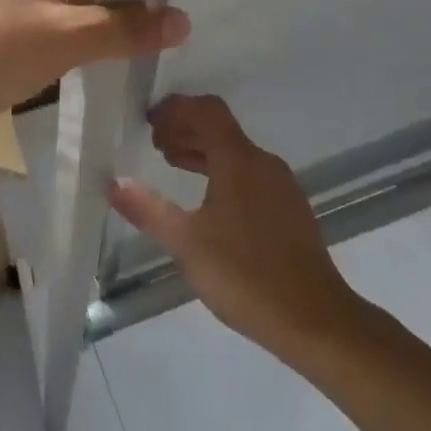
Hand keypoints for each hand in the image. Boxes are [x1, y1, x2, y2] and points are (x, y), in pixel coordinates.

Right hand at [109, 95, 364, 361]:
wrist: (317, 321)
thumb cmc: (246, 275)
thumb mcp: (187, 244)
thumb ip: (148, 210)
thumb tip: (113, 184)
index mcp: (238, 160)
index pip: (206, 110)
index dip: (176, 108)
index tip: (148, 121)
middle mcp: (263, 163)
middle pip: (220, 127)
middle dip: (185, 128)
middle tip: (154, 143)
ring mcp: (281, 186)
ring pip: (235, 151)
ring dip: (201, 150)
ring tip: (172, 163)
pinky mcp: (289, 209)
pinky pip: (248, 172)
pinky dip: (220, 170)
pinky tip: (206, 199)